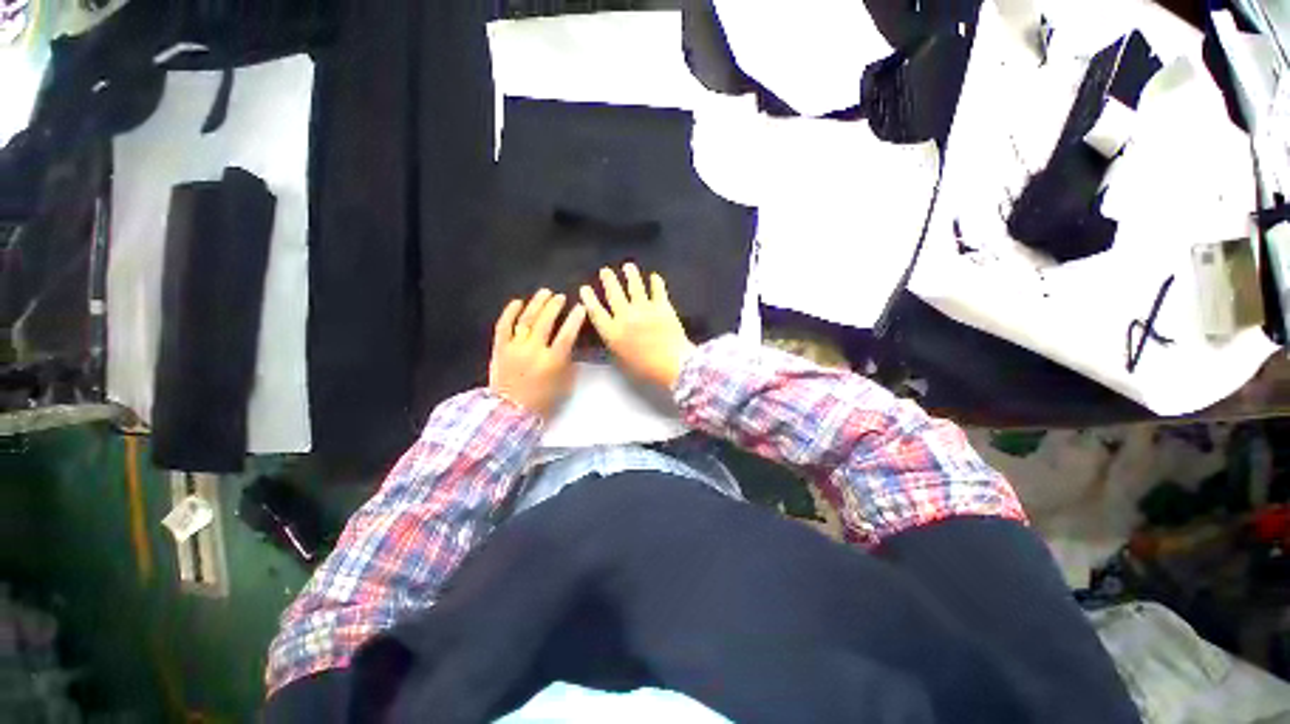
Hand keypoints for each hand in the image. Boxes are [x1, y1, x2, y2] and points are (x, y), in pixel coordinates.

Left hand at [488, 289, 586, 418]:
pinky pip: (503, 326)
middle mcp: (533, 350)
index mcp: (552, 361)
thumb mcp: (565, 385)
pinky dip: (509, 312)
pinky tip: (517, 301)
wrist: (510, 412)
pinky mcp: (500, 348)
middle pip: (546, 321)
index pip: (567, 334)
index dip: (575, 319)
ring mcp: (514, 347)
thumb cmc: (542, 401)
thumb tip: (570, 348)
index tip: (581, 307)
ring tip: (545, 293)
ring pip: (526, 319)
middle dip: (555, 306)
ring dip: (537, 304)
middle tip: (561, 297)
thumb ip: (569, 364)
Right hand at [580, 264, 694, 389]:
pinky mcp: (662, 306)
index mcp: (612, 332)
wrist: (672, 364)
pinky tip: (654, 276)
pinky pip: (658, 290)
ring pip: (635, 286)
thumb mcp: (621, 360)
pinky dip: (656, 282)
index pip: (596, 311)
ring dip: (630, 274)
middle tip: (606, 270)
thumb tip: (612, 334)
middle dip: (608, 280)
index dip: (589, 298)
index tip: (585, 288)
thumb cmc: (645, 369)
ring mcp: (644, 308)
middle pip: (614, 293)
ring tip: (628, 266)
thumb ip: (614, 344)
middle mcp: (625, 316)